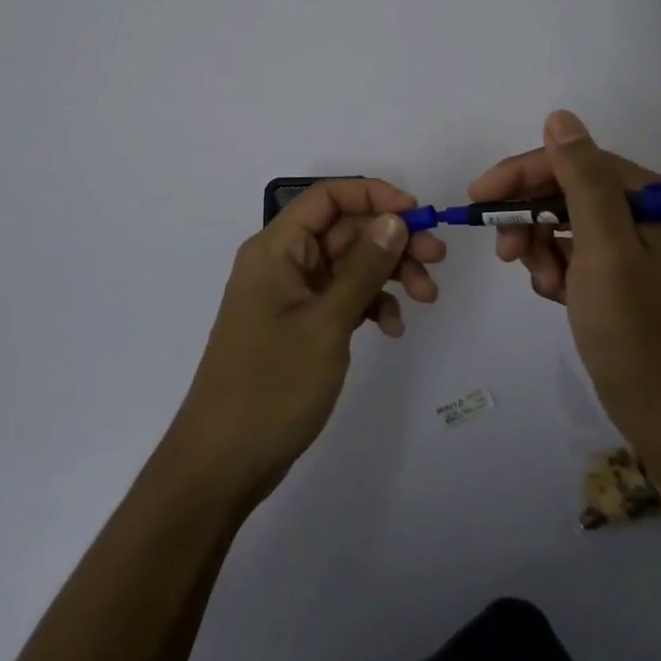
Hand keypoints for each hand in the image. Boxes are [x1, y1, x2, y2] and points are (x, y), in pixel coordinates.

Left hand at [166, 179, 445, 507]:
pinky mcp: (300, 324)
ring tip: (426, 297)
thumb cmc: (272, 385)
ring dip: (388, 274)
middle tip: (437, 260)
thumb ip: (364, 267)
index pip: (328, 197)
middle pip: (345, 230)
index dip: (374, 196)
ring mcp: (291, 295)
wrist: (223, 463)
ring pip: (349, 264)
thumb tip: (395, 219)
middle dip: (392, 240)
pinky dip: (369, 305)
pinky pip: (342, 297)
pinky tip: (392, 327)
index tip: (418, 214)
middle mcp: (283, 262)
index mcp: (276, 248)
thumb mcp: (327, 323)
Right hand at [469, 110, 660, 443]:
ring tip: (541, 283)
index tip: (476, 196)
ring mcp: (633, 244)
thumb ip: (583, 180)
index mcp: (653, 198)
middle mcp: (646, 212)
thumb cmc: (634, 331)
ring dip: (540, 246)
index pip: (574, 163)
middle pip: (566, 191)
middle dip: (529, 217)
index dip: (522, 174)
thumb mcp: (604, 250)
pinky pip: (571, 251)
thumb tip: (560, 118)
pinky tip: (554, 294)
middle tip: (505, 252)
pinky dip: (554, 267)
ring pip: (563, 221)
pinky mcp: (620, 273)